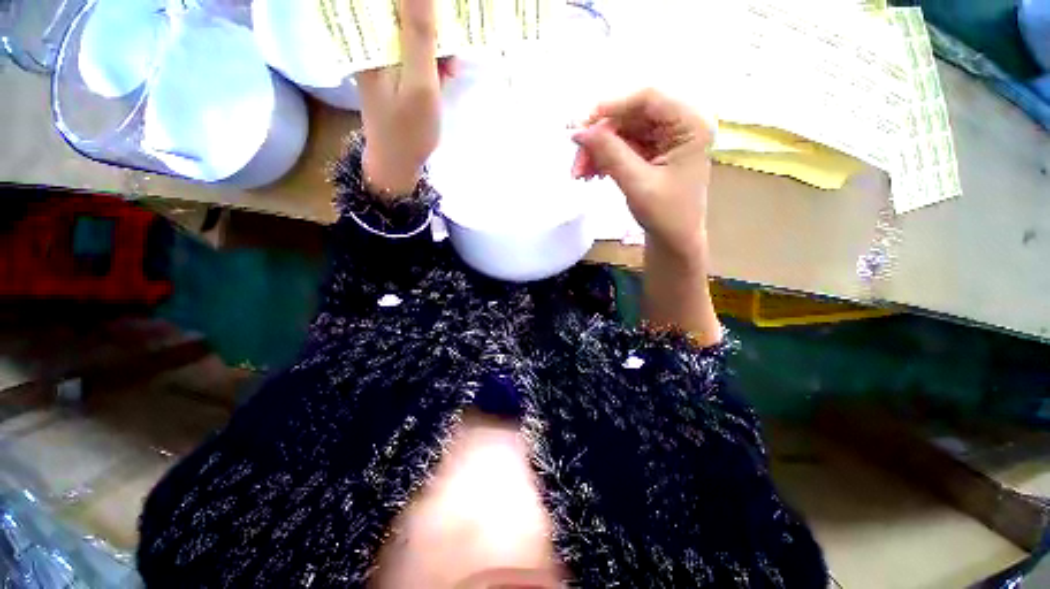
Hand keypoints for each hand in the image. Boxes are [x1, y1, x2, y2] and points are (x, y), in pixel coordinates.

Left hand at [355, 0, 448, 195]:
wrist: (397, 164)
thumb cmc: (408, 130)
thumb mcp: (419, 83)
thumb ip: (419, 33)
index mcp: (368, 39)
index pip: (395, 4)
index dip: (422, 8)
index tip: (442, 20)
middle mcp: (371, 41)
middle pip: (403, 14)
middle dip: (433, 26)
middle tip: (450, 54)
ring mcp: (383, 56)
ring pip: (413, 31)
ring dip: (437, 44)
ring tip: (450, 70)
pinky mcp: (394, 70)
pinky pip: (416, 51)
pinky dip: (433, 59)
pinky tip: (444, 74)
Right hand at [571, 88, 714, 260]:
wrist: (674, 240)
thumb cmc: (666, 215)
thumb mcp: (637, 183)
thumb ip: (610, 153)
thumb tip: (579, 131)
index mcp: (690, 124)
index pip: (647, 98)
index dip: (611, 107)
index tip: (581, 126)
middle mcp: (679, 123)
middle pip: (630, 115)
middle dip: (599, 137)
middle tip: (576, 160)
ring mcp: (664, 137)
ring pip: (621, 131)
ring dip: (597, 150)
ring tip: (579, 174)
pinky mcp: (651, 151)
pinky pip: (622, 146)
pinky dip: (604, 158)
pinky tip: (590, 173)